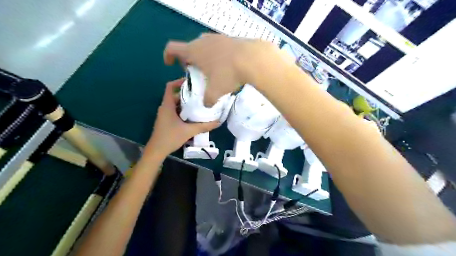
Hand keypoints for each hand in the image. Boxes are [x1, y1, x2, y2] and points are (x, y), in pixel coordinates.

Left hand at [145, 78, 217, 157]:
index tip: (191, 82)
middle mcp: (165, 107)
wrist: (157, 150)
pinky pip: (176, 111)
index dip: (179, 81)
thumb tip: (217, 122)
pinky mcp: (167, 120)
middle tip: (201, 94)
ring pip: (176, 104)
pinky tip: (194, 115)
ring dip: (187, 103)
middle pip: (176, 95)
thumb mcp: (189, 131)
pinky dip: (184, 111)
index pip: (170, 87)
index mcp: (167, 105)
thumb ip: (203, 126)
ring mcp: (165, 114)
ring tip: (200, 103)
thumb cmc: (170, 138)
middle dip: (188, 94)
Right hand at [164, 33, 277, 106]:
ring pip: (203, 46)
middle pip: (188, 48)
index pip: (172, 48)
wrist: (253, 58)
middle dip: (188, 61)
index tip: (170, 64)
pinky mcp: (229, 38)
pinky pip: (216, 46)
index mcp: (193, 51)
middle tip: (194, 72)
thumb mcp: (215, 92)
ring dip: (202, 57)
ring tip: (210, 70)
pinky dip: (215, 54)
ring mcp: (217, 38)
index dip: (168, 56)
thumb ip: (207, 100)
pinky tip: (225, 65)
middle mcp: (203, 41)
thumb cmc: (228, 74)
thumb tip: (207, 105)